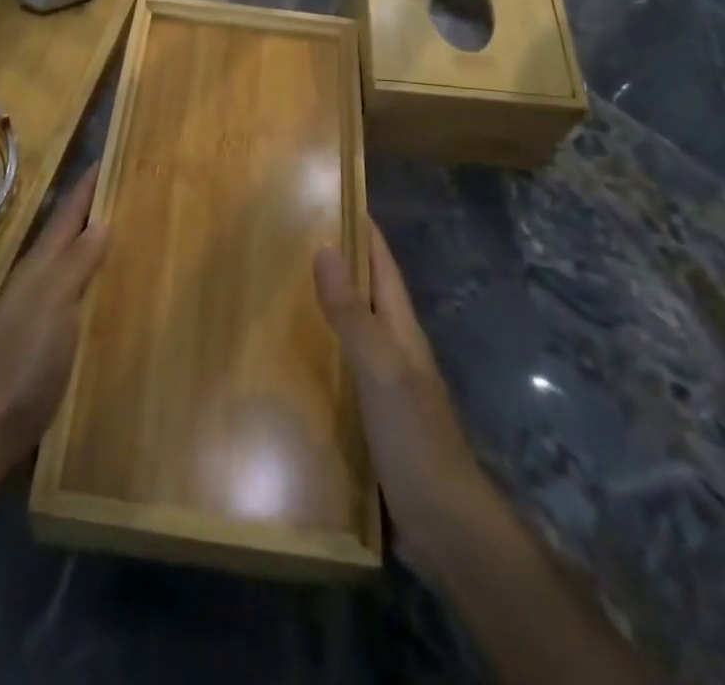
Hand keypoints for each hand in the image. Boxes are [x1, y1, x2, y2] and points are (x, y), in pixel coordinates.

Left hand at [0, 168, 108, 467]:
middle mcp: (42, 277)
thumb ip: (76, 262)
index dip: (89, 185)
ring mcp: (45, 305)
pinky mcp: (54, 332)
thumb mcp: (54, 303)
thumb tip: (102, 221)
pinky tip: (119, 283)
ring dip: (100, 240)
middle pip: (73, 232)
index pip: (69, 213)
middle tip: (134, 187)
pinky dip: (100, 276)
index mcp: (41, 263)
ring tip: (134, 226)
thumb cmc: (25, 356)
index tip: (112, 157)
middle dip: (99, 207)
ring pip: (77, 260)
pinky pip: (82, 290)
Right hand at [315, 224, 487, 572]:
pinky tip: (289, 359)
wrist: (446, 527)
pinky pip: (340, 371)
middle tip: (290, 237)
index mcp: (401, 330)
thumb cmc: (416, 437)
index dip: (364, 231)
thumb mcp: (382, 368)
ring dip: (325, 307)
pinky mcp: (370, 420)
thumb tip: (324, 247)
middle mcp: (394, 349)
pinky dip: (318, 353)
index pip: (382, 266)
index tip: (336, 196)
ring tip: (279, 288)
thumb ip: (353, 313)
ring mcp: (384, 386)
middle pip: (366, 293)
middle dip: (337, 263)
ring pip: (352, 331)